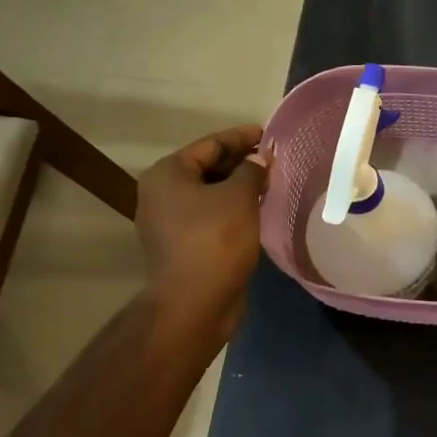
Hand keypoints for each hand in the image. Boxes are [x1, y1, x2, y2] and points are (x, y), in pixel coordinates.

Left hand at [135, 124, 267, 332]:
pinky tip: (258, 208)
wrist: (195, 302)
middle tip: (274, 159)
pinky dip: (233, 208)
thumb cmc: (215, 239)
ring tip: (271, 181)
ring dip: (239, 187)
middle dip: (241, 162)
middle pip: (208, 167)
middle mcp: (162, 194)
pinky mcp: (183, 244)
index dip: (242, 137)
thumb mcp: (239, 196)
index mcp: (167, 174)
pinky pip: (211, 215)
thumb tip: (260, 159)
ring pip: (210, 193)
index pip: (210, 144)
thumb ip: (252, 170)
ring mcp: (170, 222)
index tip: (270, 134)